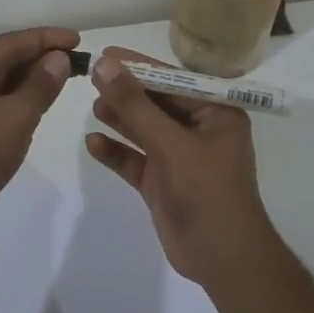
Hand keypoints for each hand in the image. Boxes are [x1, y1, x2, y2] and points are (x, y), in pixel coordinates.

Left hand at [0, 26, 80, 247]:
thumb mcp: (16, 117)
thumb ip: (41, 84)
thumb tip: (59, 58)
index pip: (10, 42)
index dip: (47, 39)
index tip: (78, 39)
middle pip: (2, 59)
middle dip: (39, 59)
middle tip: (78, 61)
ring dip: (28, 80)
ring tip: (64, 78)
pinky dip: (14, 100)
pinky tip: (37, 103)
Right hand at [85, 47, 277, 287]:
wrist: (223, 258)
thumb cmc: (206, 191)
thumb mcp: (170, 143)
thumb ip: (135, 104)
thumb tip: (104, 65)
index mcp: (215, 113)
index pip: (172, 80)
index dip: (138, 66)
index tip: (106, 53)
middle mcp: (199, 130)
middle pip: (155, 103)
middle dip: (126, 92)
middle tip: (90, 78)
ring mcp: (180, 157)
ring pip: (144, 130)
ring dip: (120, 118)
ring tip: (93, 105)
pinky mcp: (163, 182)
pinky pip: (136, 160)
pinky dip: (117, 151)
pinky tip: (93, 143)